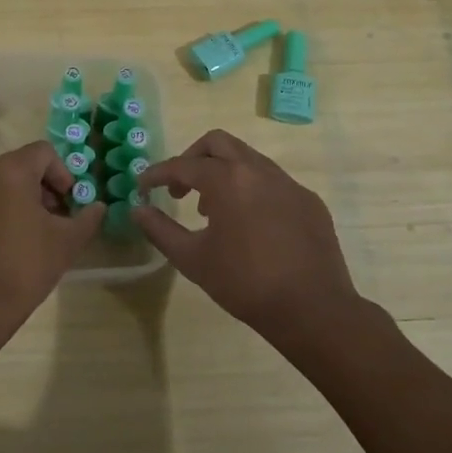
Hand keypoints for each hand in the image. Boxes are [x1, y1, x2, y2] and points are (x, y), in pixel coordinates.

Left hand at [0, 140, 106, 340]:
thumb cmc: (25, 265)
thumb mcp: (67, 242)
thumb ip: (87, 218)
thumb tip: (98, 207)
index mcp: (11, 170)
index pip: (44, 152)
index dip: (64, 174)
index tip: (70, 203)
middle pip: (22, 166)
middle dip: (45, 188)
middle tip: (58, 219)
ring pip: (2, 183)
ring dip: (24, 200)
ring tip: (36, 234)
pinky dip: (2, 211)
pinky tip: (11, 244)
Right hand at [135, 129, 361, 334]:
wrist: (313, 309)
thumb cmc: (245, 284)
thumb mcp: (192, 259)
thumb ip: (160, 230)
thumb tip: (138, 209)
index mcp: (228, 180)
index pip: (182, 165)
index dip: (157, 174)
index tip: (143, 186)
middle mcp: (258, 170)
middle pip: (217, 143)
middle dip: (192, 159)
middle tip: (180, 190)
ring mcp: (288, 183)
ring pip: (247, 159)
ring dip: (223, 174)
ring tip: (213, 211)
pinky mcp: (308, 200)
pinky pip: (272, 182)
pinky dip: (251, 190)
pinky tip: (250, 225)